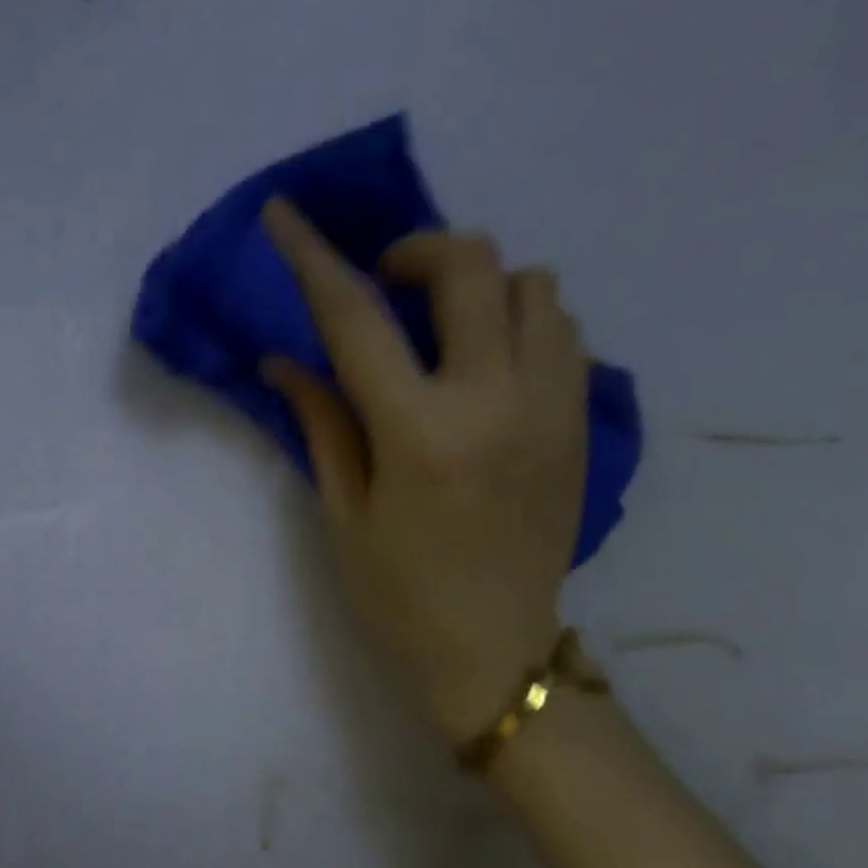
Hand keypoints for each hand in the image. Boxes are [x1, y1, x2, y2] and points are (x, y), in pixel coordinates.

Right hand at [260, 197, 587, 744]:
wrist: (497, 651)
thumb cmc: (399, 593)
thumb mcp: (343, 513)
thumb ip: (321, 422)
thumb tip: (285, 359)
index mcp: (419, 432)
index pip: (356, 319)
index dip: (313, 258)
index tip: (286, 215)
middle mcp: (495, 401)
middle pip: (470, 267)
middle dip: (416, 253)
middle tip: (385, 286)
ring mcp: (553, 407)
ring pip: (535, 286)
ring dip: (478, 287)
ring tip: (443, 330)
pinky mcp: (582, 423)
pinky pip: (563, 331)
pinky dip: (520, 323)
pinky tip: (487, 366)